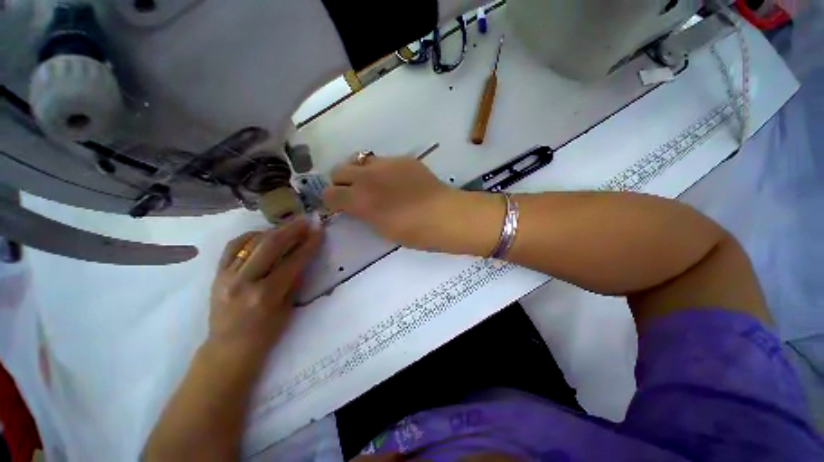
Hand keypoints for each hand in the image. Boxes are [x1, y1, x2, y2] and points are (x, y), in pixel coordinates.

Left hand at [208, 218, 321, 359]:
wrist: (228, 348)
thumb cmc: (265, 334)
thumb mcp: (287, 308)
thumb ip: (294, 279)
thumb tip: (303, 254)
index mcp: (266, 295)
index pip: (293, 261)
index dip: (309, 244)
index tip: (319, 230)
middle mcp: (244, 282)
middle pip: (271, 245)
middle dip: (292, 229)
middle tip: (306, 220)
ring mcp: (227, 276)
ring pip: (252, 242)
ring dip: (274, 230)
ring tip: (289, 225)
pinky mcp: (216, 274)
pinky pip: (233, 246)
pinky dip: (250, 236)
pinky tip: (263, 233)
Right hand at [322, 156, 461, 249]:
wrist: (444, 215)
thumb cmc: (414, 232)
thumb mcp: (382, 229)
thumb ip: (364, 214)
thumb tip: (358, 206)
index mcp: (360, 200)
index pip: (329, 194)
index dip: (331, 201)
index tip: (340, 206)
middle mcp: (367, 177)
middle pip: (338, 170)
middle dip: (341, 182)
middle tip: (354, 193)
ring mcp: (386, 164)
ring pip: (360, 160)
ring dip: (360, 172)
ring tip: (374, 183)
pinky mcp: (403, 159)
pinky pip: (384, 160)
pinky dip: (383, 170)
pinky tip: (398, 180)